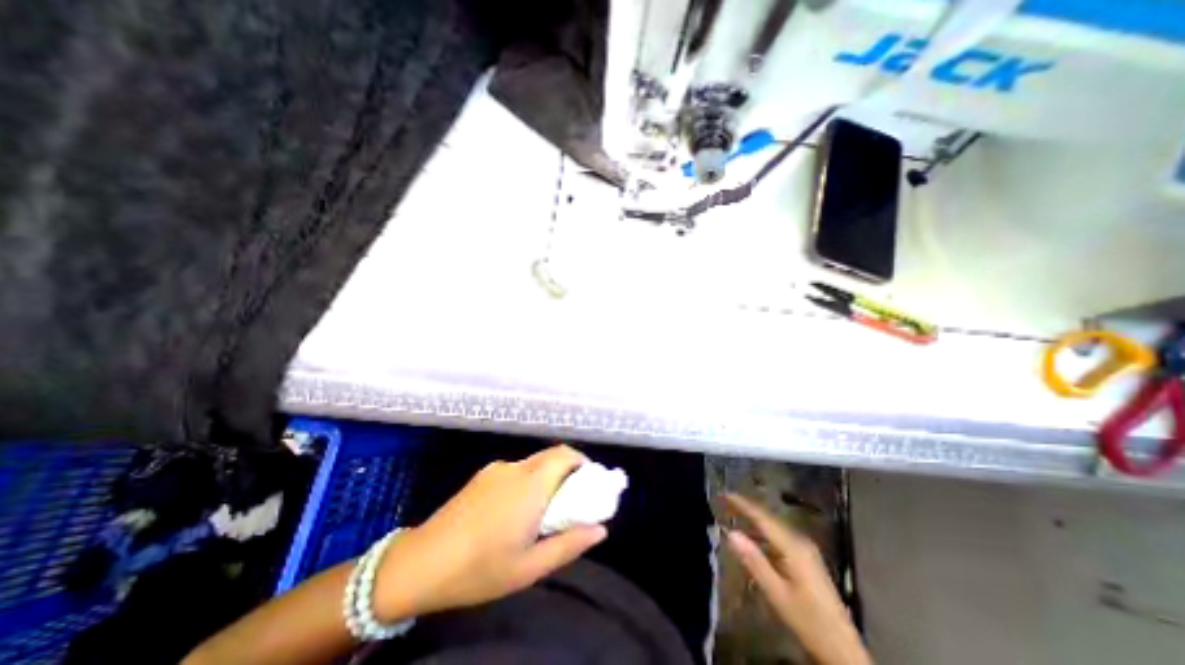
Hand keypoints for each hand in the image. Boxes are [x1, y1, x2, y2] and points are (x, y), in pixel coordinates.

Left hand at [375, 445, 605, 620]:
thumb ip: (569, 544)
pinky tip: (515, 510)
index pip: (566, 455)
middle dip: (568, 470)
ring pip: (534, 463)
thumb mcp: (530, 567)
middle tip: (571, 500)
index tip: (589, 484)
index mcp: (531, 485)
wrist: (419, 564)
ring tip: (543, 510)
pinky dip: (529, 480)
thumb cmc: (479, 569)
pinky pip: (516, 470)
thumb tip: (601, 530)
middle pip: (552, 455)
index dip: (583, 463)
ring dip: (547, 476)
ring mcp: (496, 469)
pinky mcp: (482, 476)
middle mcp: (516, 468)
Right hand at [723, 491, 866, 663]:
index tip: (724, 494)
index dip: (742, 504)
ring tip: (733, 515)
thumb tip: (730, 532)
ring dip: (753, 520)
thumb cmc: (808, 620)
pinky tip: (752, 537)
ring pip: (774, 526)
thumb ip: (754, 561)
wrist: (843, 649)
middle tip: (724, 503)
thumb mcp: (777, 593)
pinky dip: (762, 532)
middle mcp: (800, 541)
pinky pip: (779, 536)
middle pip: (769, 518)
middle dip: (746, 509)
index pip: (762, 518)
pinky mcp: (806, 558)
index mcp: (793, 546)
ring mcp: (805, 549)